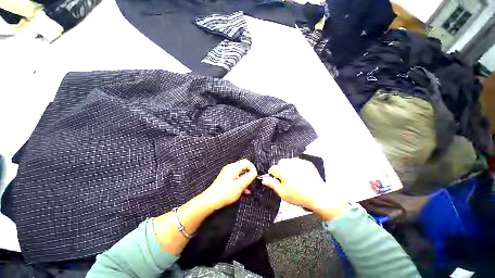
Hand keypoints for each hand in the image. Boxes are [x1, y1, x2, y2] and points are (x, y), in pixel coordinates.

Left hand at [200, 159, 257, 209]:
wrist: (210, 201)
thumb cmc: (225, 193)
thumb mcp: (240, 185)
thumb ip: (249, 177)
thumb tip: (255, 173)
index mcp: (233, 167)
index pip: (247, 162)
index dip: (253, 168)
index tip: (255, 177)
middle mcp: (230, 168)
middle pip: (244, 168)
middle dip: (249, 176)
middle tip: (251, 185)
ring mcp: (228, 173)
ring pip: (241, 174)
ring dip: (245, 181)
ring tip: (247, 190)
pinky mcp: (226, 179)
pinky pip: (237, 178)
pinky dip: (241, 183)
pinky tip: (242, 191)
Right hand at [262, 158, 347, 219]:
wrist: (319, 196)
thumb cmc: (299, 197)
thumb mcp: (283, 193)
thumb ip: (272, 184)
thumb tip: (264, 180)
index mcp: (283, 171)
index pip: (272, 168)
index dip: (273, 175)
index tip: (277, 180)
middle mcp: (290, 164)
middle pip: (280, 163)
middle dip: (280, 170)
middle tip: (286, 180)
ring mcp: (299, 162)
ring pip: (288, 161)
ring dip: (287, 167)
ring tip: (293, 177)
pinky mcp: (306, 163)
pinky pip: (297, 161)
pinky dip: (296, 166)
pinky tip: (300, 174)